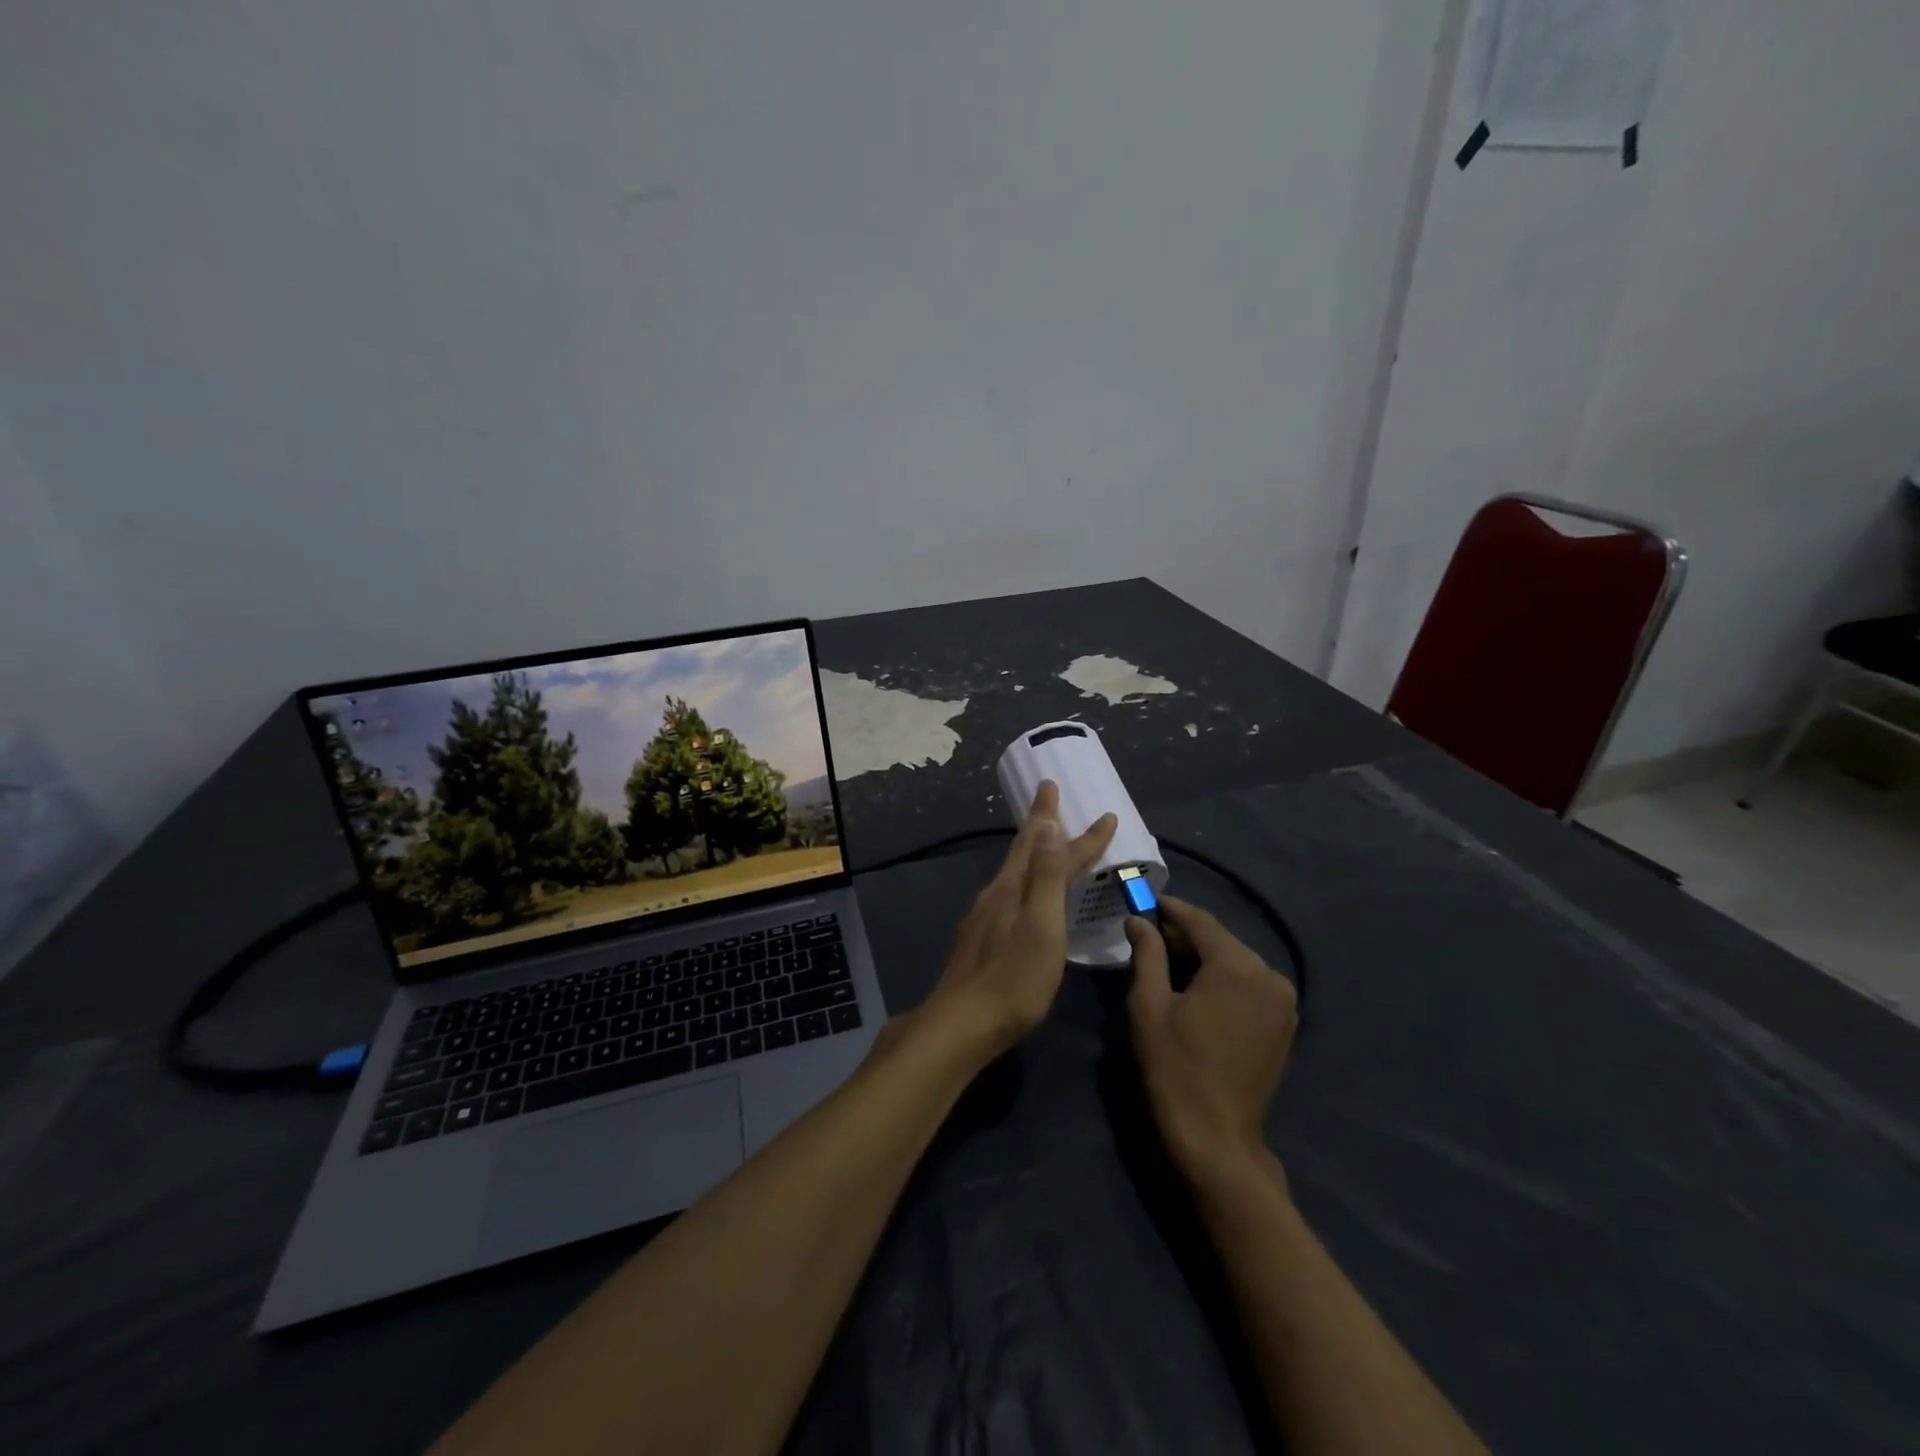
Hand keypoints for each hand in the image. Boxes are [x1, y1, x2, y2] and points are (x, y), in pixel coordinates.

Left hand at [920, 781, 1115, 1062]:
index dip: (1082, 835)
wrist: (960, 1025)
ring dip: (1031, 848)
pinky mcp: (978, 939)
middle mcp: (995, 895)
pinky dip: (1022, 878)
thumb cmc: (1013, 980)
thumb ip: (1044, 877)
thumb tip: (1047, 824)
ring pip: (1013, 871)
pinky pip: (1007, 893)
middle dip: (1040, 820)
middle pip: (1022, 849)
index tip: (1106, 814)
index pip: (1053, 850)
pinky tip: (1021, 893)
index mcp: (1013, 889)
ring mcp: (983, 917)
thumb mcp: (1040, 927)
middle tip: (1048, 792)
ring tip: (1041, 836)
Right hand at [1125, 896, 1297, 1184]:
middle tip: (1149, 938)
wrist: (1216, 1138)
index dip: (1170, 909)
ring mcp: (1284, 1002)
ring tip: (1168, 967)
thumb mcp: (1149, 1004)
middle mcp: (1269, 975)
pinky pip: (1250, 986)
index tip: (1145, 903)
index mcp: (1237, 965)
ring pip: (1236, 963)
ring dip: (1204, 960)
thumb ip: (1147, 954)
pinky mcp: (1285, 1025)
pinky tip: (1198, 993)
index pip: (1200, 921)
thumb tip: (1139, 921)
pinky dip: (1224, 981)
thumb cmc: (1174, 1066)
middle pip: (1221, 941)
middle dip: (1185, 937)